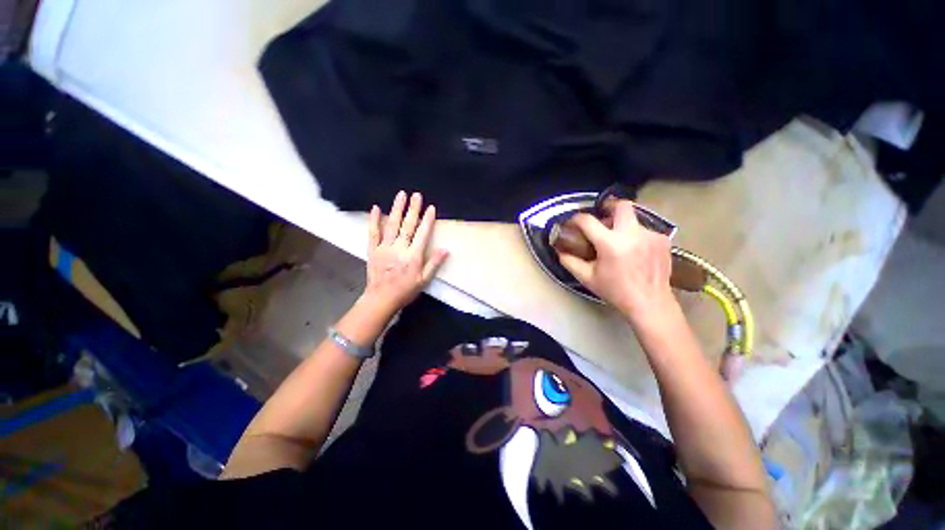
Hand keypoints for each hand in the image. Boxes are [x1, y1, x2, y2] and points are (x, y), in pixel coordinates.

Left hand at [362, 191, 448, 316]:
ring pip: (391, 225)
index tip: (431, 208)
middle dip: (413, 209)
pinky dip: (374, 220)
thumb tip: (445, 250)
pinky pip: (373, 233)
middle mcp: (399, 248)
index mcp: (413, 256)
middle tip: (416, 195)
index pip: (422, 234)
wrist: (381, 298)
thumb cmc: (405, 290)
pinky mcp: (373, 250)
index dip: (427, 220)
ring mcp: (384, 248)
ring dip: (396, 209)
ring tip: (401, 195)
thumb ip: (434, 263)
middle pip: (407, 225)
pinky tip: (376, 208)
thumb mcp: (424, 280)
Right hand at [556, 200, 674, 322]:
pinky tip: (633, 250)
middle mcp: (632, 234)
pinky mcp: (662, 240)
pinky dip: (635, 236)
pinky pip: (644, 230)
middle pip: (621, 205)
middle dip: (609, 206)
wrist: (650, 303)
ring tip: (618, 240)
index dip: (576, 219)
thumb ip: (570, 262)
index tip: (573, 222)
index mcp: (610, 244)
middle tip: (602, 215)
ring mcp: (650, 235)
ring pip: (633, 218)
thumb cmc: (615, 291)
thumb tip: (559, 250)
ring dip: (622, 225)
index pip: (588, 221)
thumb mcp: (587, 278)